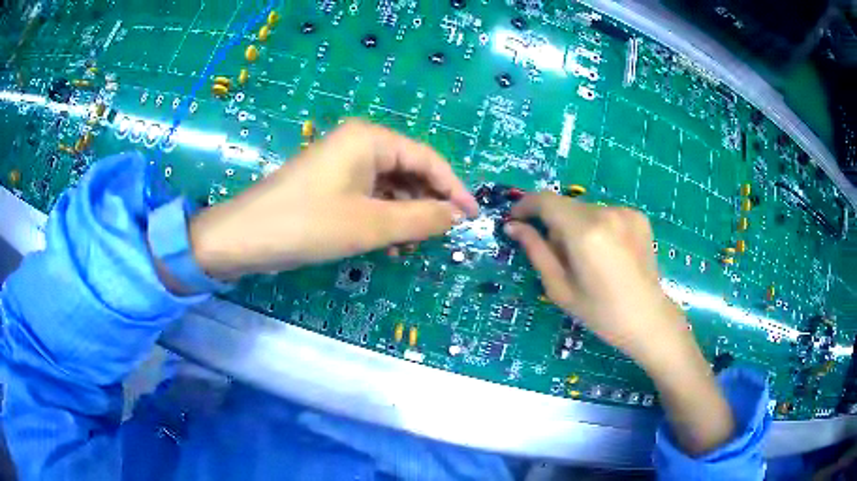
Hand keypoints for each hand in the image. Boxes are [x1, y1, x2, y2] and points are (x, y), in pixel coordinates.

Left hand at [187, 120, 478, 279]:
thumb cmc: (309, 224)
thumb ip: (421, 218)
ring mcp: (342, 164)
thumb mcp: (371, 224)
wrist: (245, 237)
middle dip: (427, 203)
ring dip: (405, 215)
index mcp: (370, 139)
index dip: (453, 187)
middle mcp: (359, 143)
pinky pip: (369, 197)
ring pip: (389, 187)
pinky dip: (383, 218)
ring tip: (412, 246)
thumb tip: (457, 215)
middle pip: (408, 170)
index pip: (427, 158)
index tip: (471, 216)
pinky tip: (388, 243)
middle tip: (441, 236)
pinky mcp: (330, 184)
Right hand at [505, 193, 734, 455]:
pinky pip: (605, 214)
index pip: (546, 200)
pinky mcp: (638, 216)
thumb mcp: (560, 288)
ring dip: (576, 227)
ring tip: (587, 260)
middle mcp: (606, 212)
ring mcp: (626, 212)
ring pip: (585, 211)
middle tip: (558, 257)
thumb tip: (514, 226)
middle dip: (553, 225)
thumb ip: (536, 251)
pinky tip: (607, 254)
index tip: (515, 220)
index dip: (525, 206)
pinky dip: (597, 228)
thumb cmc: (601, 313)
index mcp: (585, 232)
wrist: (648, 319)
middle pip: (566, 207)